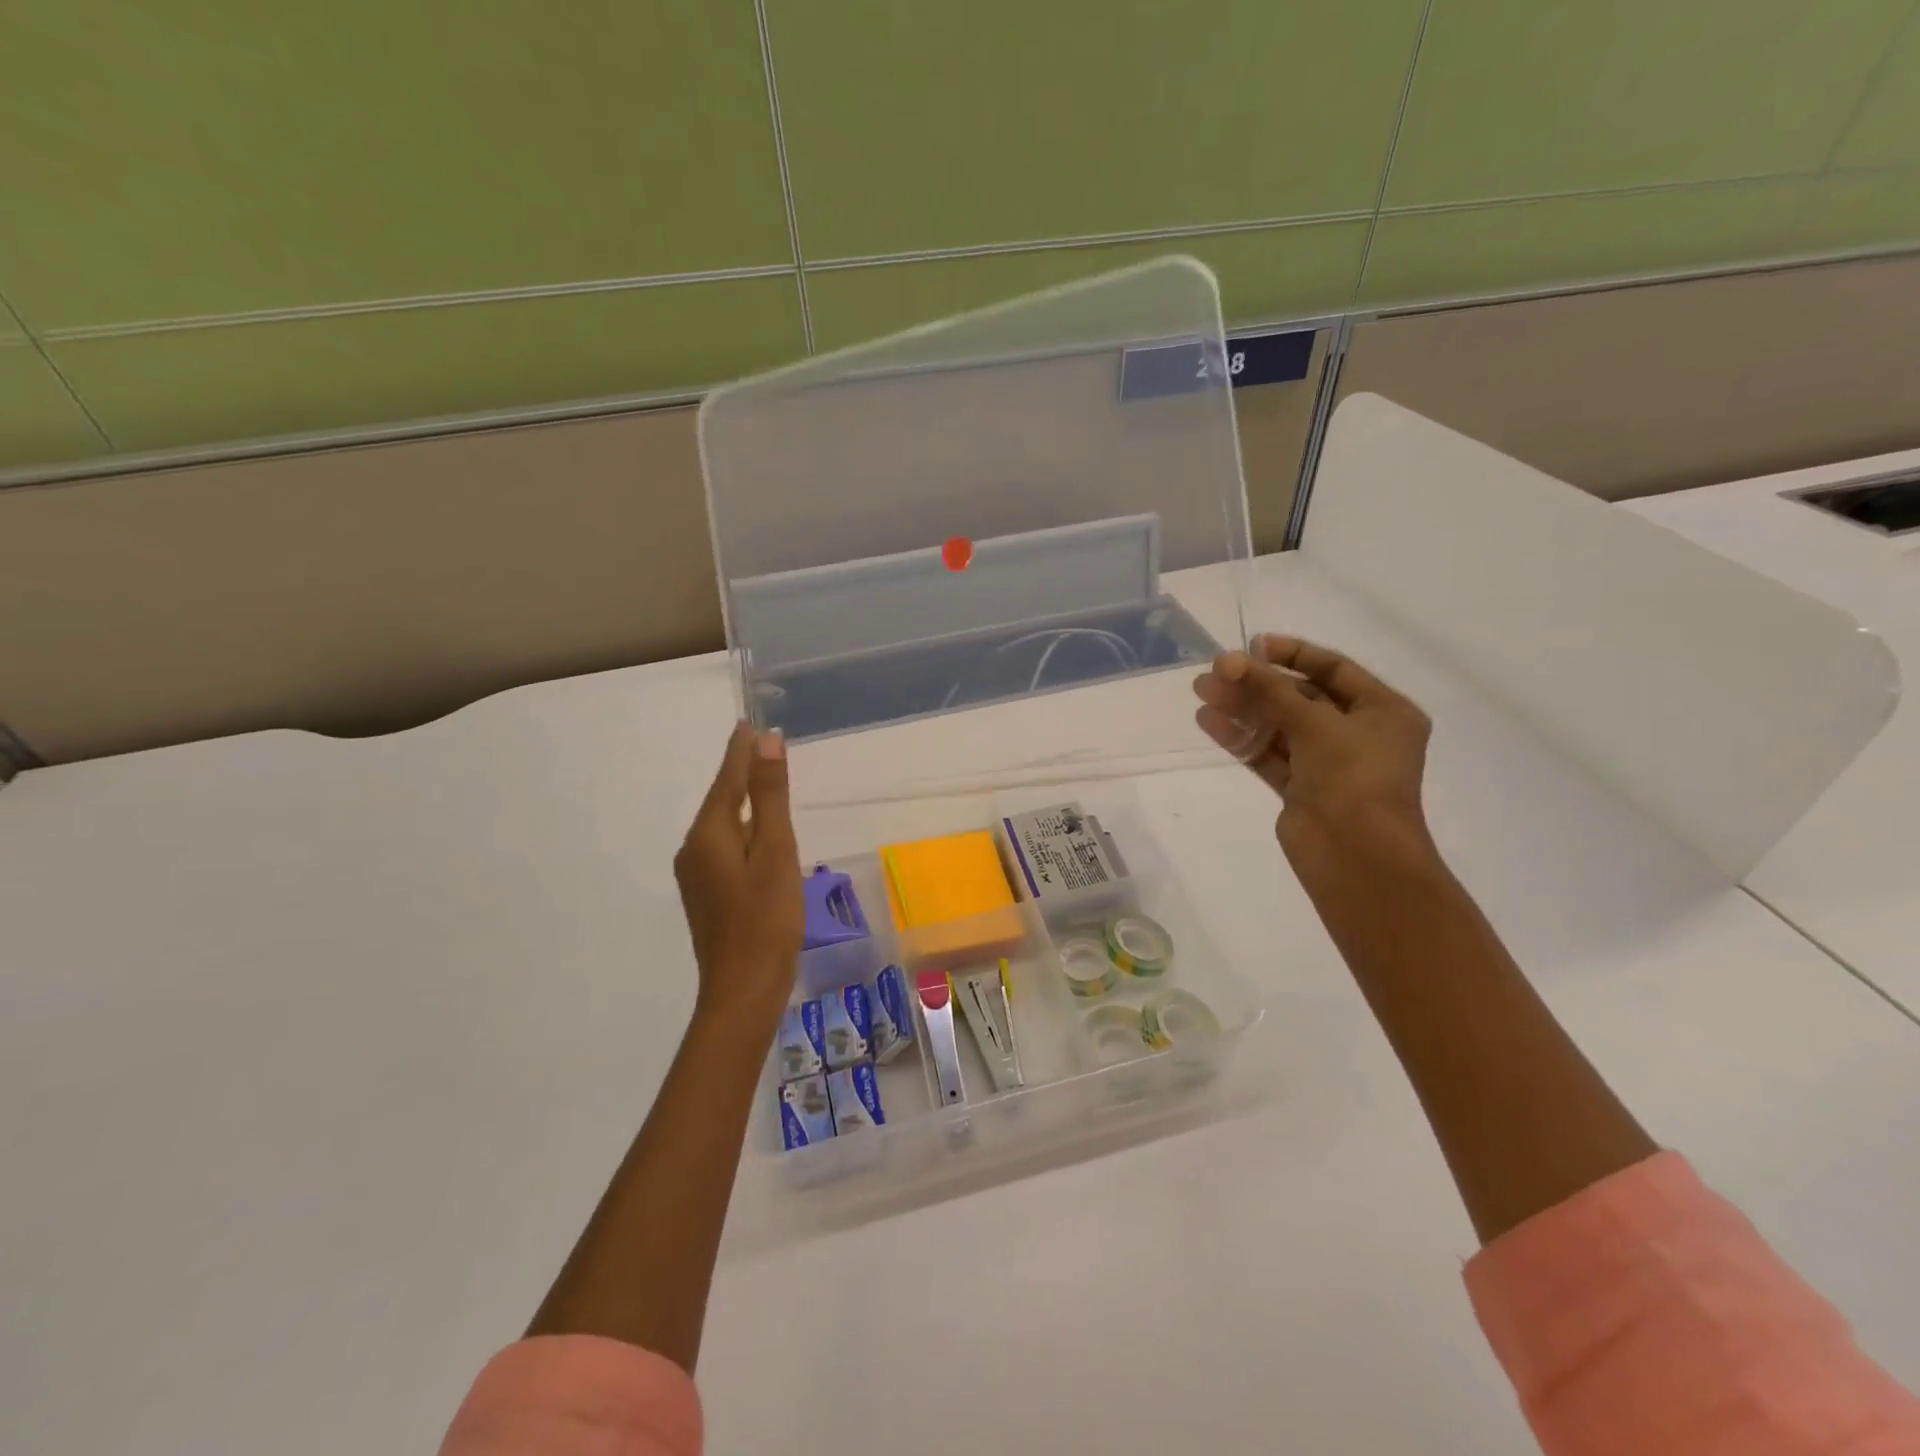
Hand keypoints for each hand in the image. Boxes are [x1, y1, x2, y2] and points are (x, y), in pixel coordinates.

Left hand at [673, 722, 804, 1023]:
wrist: (743, 989)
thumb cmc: (766, 918)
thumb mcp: (775, 851)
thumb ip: (770, 796)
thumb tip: (765, 741)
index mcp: (709, 834)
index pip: (727, 780)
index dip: (741, 751)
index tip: (748, 723)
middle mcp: (694, 849)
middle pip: (722, 801)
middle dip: (742, 774)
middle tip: (763, 748)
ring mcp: (697, 875)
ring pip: (724, 827)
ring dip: (745, 804)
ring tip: (766, 785)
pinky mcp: (707, 895)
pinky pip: (726, 849)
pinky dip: (744, 832)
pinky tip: (761, 838)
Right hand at [1192, 634, 1433, 865]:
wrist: (1356, 856)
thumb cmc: (1353, 778)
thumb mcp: (1315, 722)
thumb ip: (1270, 689)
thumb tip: (1230, 660)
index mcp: (1383, 711)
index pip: (1334, 669)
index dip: (1292, 654)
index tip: (1252, 645)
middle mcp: (1357, 734)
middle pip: (1300, 697)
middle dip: (1257, 683)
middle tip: (1214, 672)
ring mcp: (1326, 763)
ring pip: (1278, 726)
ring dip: (1242, 708)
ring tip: (1201, 693)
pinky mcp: (1300, 789)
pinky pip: (1267, 754)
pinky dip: (1241, 738)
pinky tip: (1209, 721)